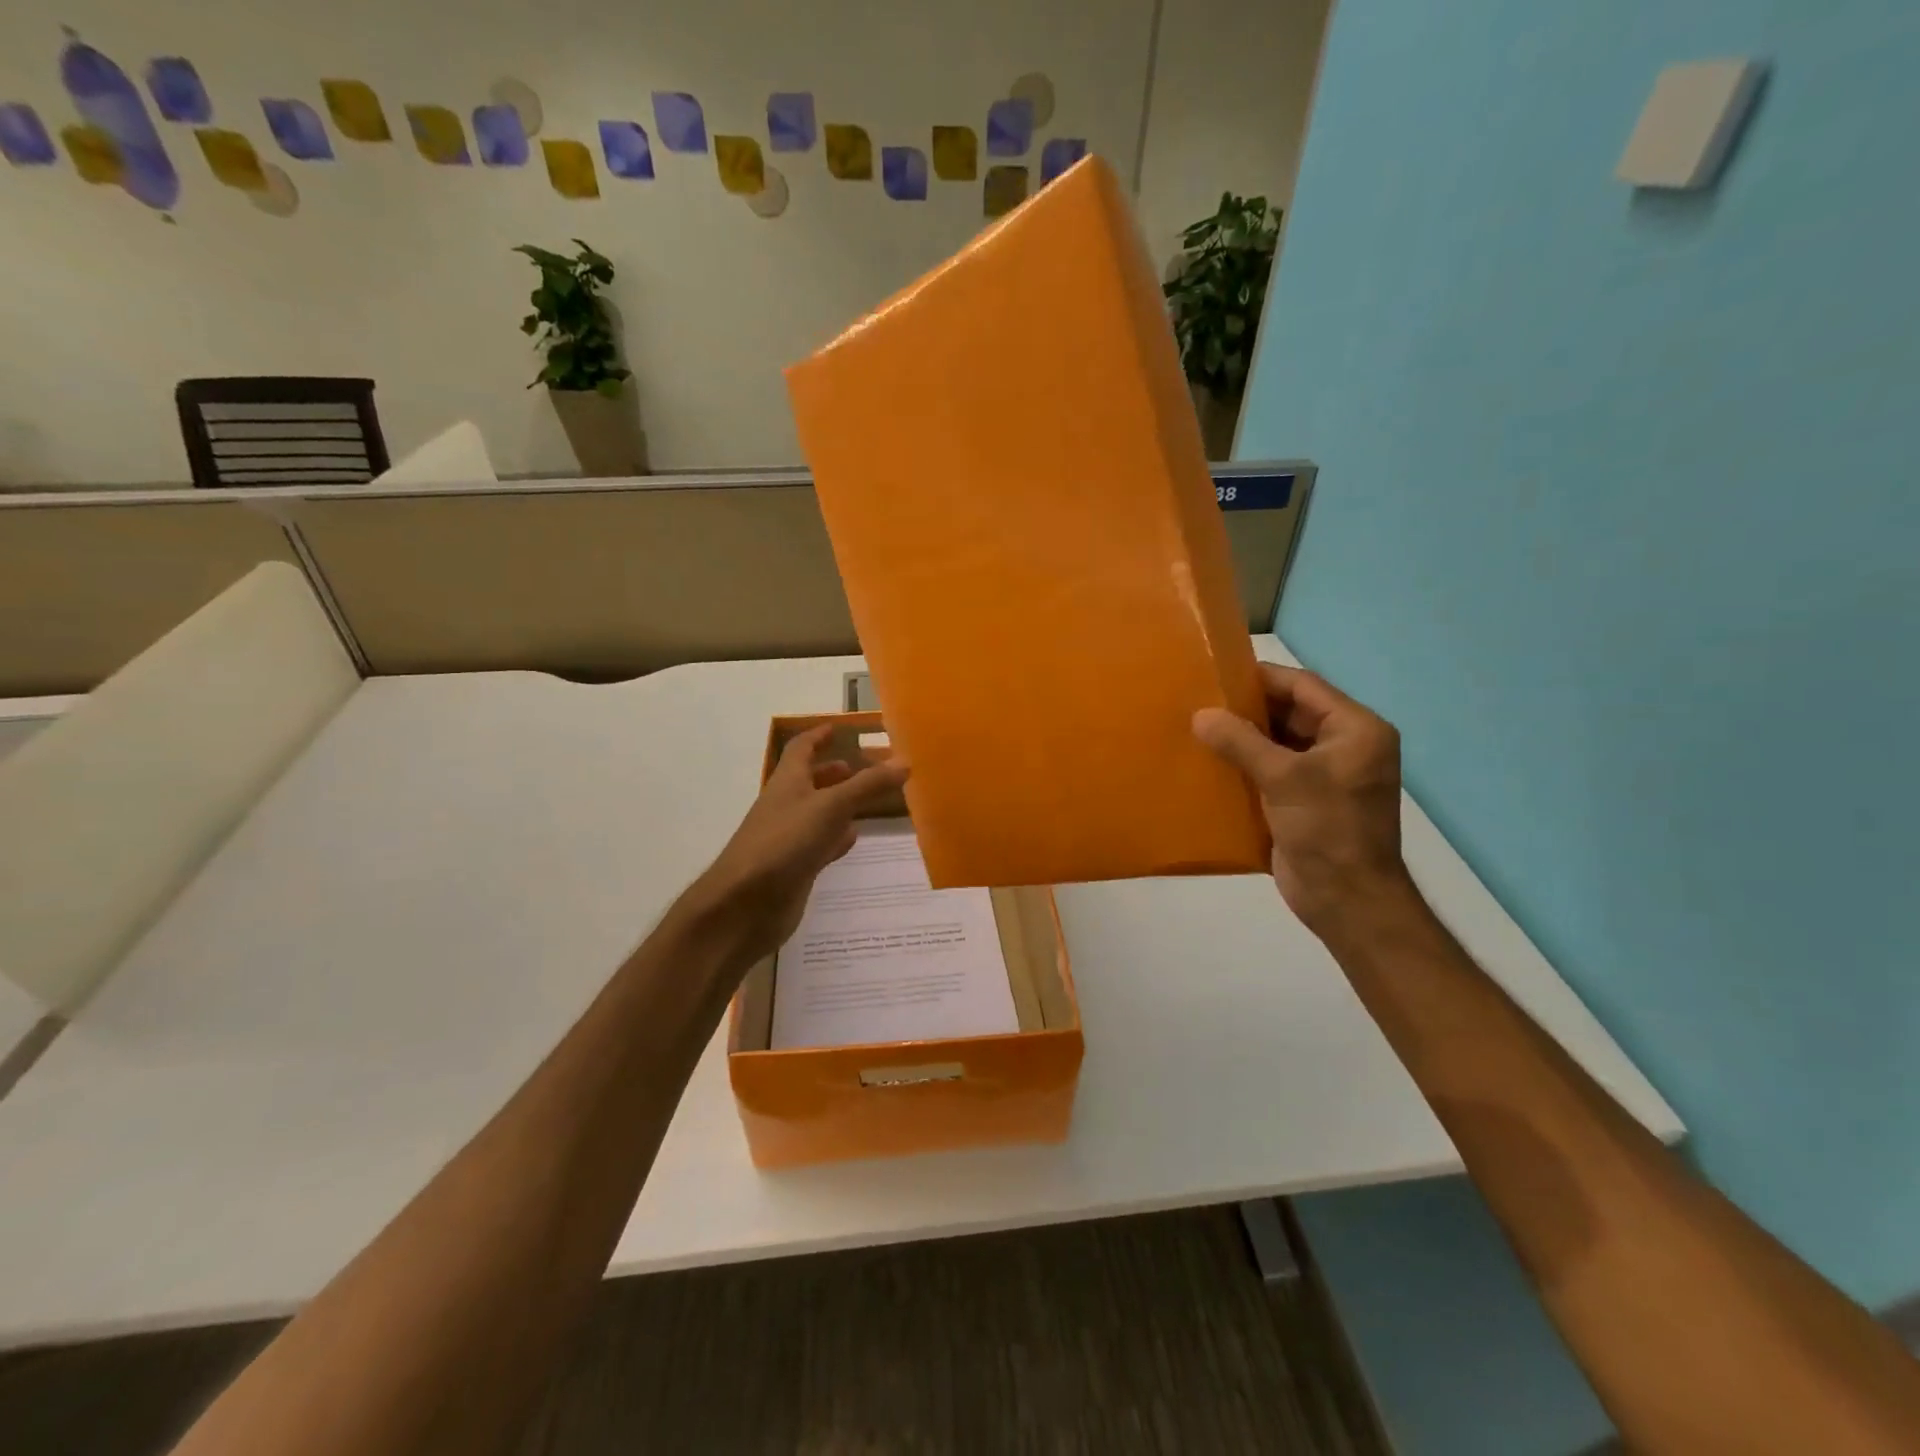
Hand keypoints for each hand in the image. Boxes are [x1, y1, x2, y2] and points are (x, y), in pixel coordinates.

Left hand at [690, 726, 908, 963]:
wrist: (745, 905)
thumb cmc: (784, 843)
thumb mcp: (830, 807)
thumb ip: (868, 785)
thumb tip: (904, 760)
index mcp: (788, 782)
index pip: (801, 748)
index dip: (818, 735)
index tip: (838, 728)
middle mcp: (786, 805)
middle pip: (810, 780)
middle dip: (833, 771)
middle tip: (863, 766)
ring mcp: (789, 838)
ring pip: (818, 813)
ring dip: (839, 804)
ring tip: (868, 800)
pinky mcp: (795, 867)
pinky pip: (820, 844)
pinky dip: (837, 838)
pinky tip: (853, 838)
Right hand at [1193, 664, 1413, 933]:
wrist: (1347, 900)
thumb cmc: (1327, 830)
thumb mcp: (1284, 778)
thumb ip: (1241, 742)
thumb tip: (1200, 714)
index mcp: (1356, 730)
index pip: (1304, 687)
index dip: (1261, 678)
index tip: (1217, 672)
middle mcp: (1344, 746)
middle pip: (1290, 713)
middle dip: (1247, 709)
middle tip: (1199, 700)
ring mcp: (1325, 776)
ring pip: (1278, 743)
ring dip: (1242, 738)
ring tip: (1196, 727)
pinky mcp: (1304, 802)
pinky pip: (1271, 771)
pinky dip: (1244, 765)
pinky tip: (1209, 763)